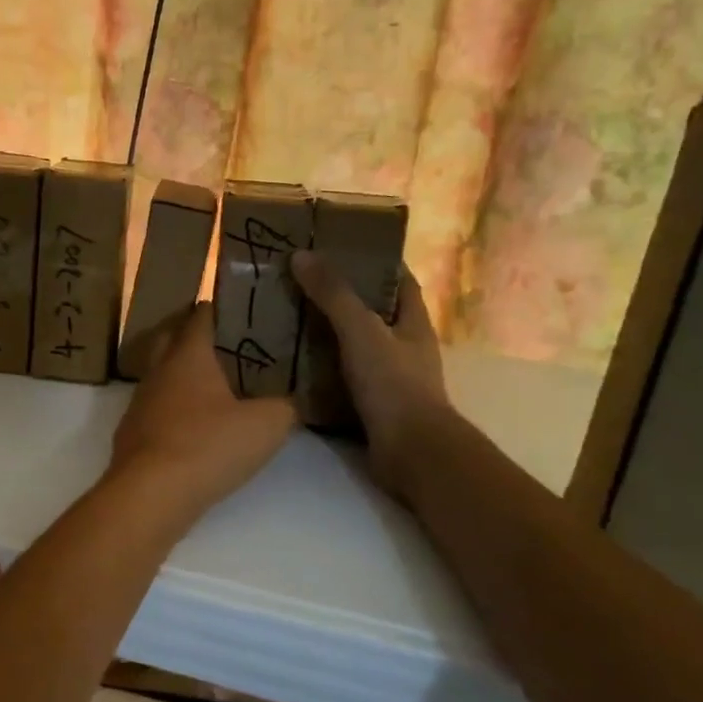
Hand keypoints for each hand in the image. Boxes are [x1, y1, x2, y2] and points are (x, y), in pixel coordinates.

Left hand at [108, 303, 295, 516]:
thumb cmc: (209, 445)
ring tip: (213, 387)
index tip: (239, 308)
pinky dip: (173, 409)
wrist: (150, 493)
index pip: (200, 316)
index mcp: (188, 355)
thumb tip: (293, 401)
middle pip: (172, 339)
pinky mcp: (132, 433)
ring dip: (182, 376)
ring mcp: (140, 401)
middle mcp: (159, 370)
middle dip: (194, 336)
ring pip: (161, 375)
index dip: (219, 308)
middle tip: (226, 344)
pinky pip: (156, 408)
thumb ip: (285, 407)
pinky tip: (192, 427)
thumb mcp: (266, 426)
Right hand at [290, 251, 451, 481]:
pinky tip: (294, 364)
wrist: (411, 452)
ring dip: (328, 335)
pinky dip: (322, 369)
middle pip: (374, 312)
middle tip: (302, 283)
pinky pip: (343, 377)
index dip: (377, 262)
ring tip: (289, 319)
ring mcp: (391, 378)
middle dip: (342, 297)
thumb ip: (334, 294)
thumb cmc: (394, 384)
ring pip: (356, 346)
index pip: (400, 280)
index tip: (342, 248)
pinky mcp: (373, 405)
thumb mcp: (361, 330)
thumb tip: (302, 255)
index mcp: (413, 322)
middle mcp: (406, 346)